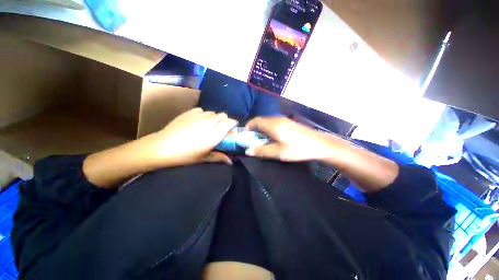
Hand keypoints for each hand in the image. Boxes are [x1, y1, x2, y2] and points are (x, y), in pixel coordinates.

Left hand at [153, 108, 237, 165]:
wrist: (163, 147)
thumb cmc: (185, 155)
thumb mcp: (204, 158)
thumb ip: (219, 157)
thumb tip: (231, 162)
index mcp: (215, 134)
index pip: (229, 123)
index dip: (233, 123)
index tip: (233, 127)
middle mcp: (209, 122)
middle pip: (223, 115)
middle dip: (224, 120)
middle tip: (221, 127)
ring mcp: (199, 116)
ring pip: (212, 112)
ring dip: (214, 117)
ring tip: (209, 124)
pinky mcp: (189, 112)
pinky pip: (201, 110)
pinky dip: (203, 114)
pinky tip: (198, 121)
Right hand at [244, 117, 342, 161]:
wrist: (319, 144)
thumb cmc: (297, 149)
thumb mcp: (278, 152)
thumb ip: (262, 151)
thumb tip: (247, 151)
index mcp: (273, 125)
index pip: (255, 121)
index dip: (248, 127)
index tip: (245, 135)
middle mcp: (277, 119)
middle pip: (261, 120)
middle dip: (254, 129)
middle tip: (253, 140)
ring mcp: (284, 120)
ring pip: (267, 122)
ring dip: (262, 129)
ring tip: (262, 140)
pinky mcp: (289, 122)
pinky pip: (274, 123)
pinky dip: (269, 129)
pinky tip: (273, 137)